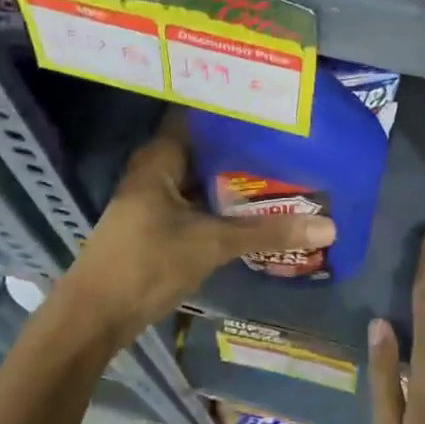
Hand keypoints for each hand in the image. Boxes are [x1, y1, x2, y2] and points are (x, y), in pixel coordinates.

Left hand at [56, 111, 335, 350]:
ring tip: (286, 166)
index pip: (201, 114)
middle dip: (246, 145)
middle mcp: (158, 168)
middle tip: (293, 138)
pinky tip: (260, 204)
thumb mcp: (211, 244)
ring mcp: (157, 196)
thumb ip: (268, 232)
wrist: (95, 318)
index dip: (235, 107)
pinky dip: (226, 201)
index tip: (274, 105)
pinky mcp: (161, 222)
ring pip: (205, 176)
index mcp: (161, 156)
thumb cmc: (146, 264)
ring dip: (238, 176)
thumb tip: (329, 227)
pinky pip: (200, 200)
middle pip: (208, 146)